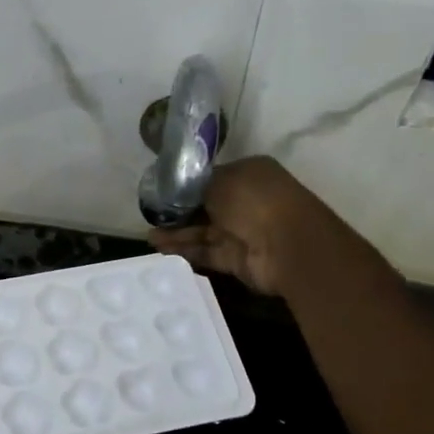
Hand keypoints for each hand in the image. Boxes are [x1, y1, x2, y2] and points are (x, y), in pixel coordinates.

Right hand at [147, 156, 331, 296]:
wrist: (285, 246)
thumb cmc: (254, 201)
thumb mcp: (221, 180)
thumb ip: (197, 186)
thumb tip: (182, 193)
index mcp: (248, 174)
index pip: (211, 178)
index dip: (185, 185)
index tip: (159, 191)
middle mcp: (246, 201)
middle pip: (204, 206)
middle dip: (177, 212)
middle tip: (149, 216)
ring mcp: (242, 231)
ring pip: (203, 231)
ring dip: (177, 234)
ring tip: (148, 238)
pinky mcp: (236, 258)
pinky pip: (206, 252)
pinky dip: (186, 251)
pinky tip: (161, 250)